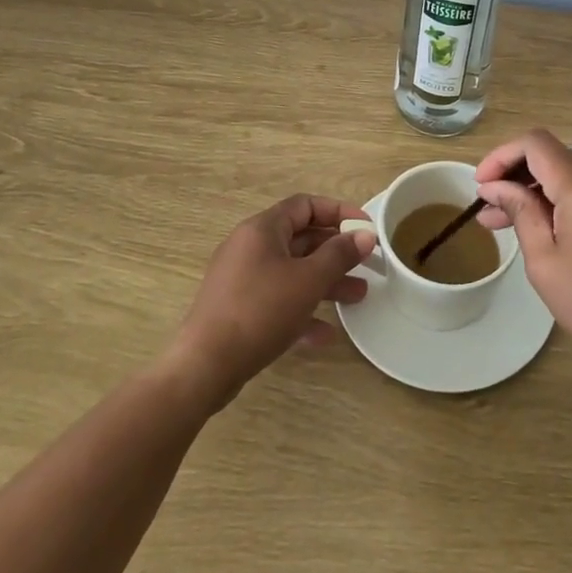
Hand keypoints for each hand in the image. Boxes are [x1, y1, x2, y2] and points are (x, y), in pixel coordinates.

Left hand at [168, 195, 376, 406]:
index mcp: (262, 229)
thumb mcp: (308, 280)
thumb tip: (366, 234)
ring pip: (292, 272)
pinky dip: (302, 310)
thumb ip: (339, 255)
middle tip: (367, 265)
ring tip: (358, 297)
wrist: (204, 367)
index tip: (365, 228)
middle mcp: (250, 247)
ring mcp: (242, 280)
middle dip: (336, 253)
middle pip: (301, 239)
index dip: (339, 211)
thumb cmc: (260, 311)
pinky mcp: (238, 310)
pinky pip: (278, 300)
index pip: (305, 205)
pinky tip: (325, 333)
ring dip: (325, 282)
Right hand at [475, 130, 571, 382]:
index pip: (535, 144)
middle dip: (516, 176)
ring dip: (539, 190)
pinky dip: (565, 200)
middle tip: (489, 212)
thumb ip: (520, 213)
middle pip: (553, 157)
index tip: (482, 185)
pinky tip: (550, 230)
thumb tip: (495, 186)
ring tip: (511, 223)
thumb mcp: (545, 262)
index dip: (502, 156)